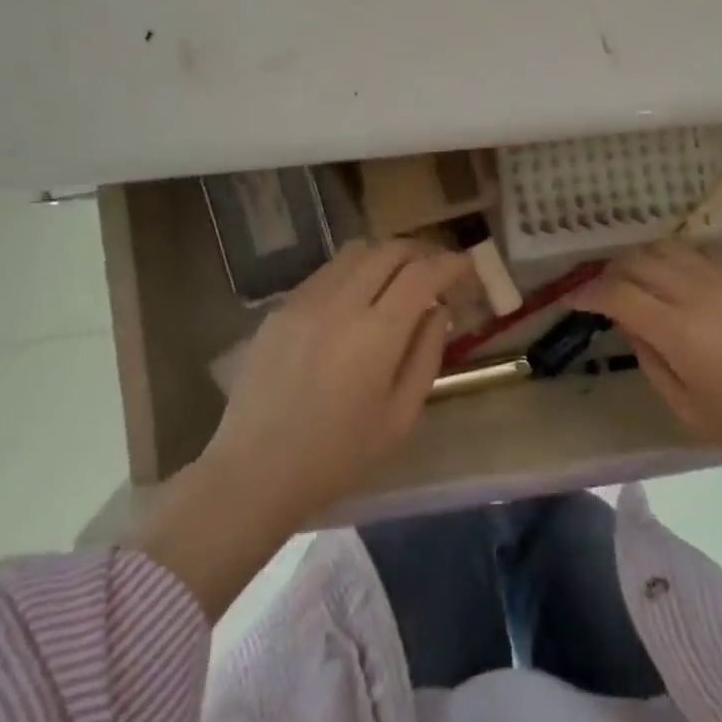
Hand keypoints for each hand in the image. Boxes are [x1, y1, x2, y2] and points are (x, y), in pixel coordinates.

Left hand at [206, 238, 469, 520]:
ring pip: (356, 252)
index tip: (466, 265)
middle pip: (389, 250)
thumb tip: (438, 311)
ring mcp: (305, 301)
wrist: (255, 472)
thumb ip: (426, 356)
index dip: (450, 264)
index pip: (422, 274)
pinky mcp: (280, 308)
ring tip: (398, 278)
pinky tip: (356, 300)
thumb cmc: (338, 456)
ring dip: (386, 256)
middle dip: (422, 252)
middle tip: (437, 269)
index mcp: (376, 334)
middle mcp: (340, 304)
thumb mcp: (400, 418)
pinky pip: (326, 272)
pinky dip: (353, 272)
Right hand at [577, 242, 721, 489]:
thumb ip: (652, 363)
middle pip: (637, 261)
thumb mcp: (692, 412)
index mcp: (678, 330)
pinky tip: (679, 277)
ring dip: (642, 259)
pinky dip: (677, 257)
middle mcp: (696, 291)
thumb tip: (632, 326)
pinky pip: (699, 250)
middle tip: (603, 291)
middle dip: (610, 272)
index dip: (587, 292)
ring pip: (667, 247)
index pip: (616, 294)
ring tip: (637, 279)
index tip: (572, 299)